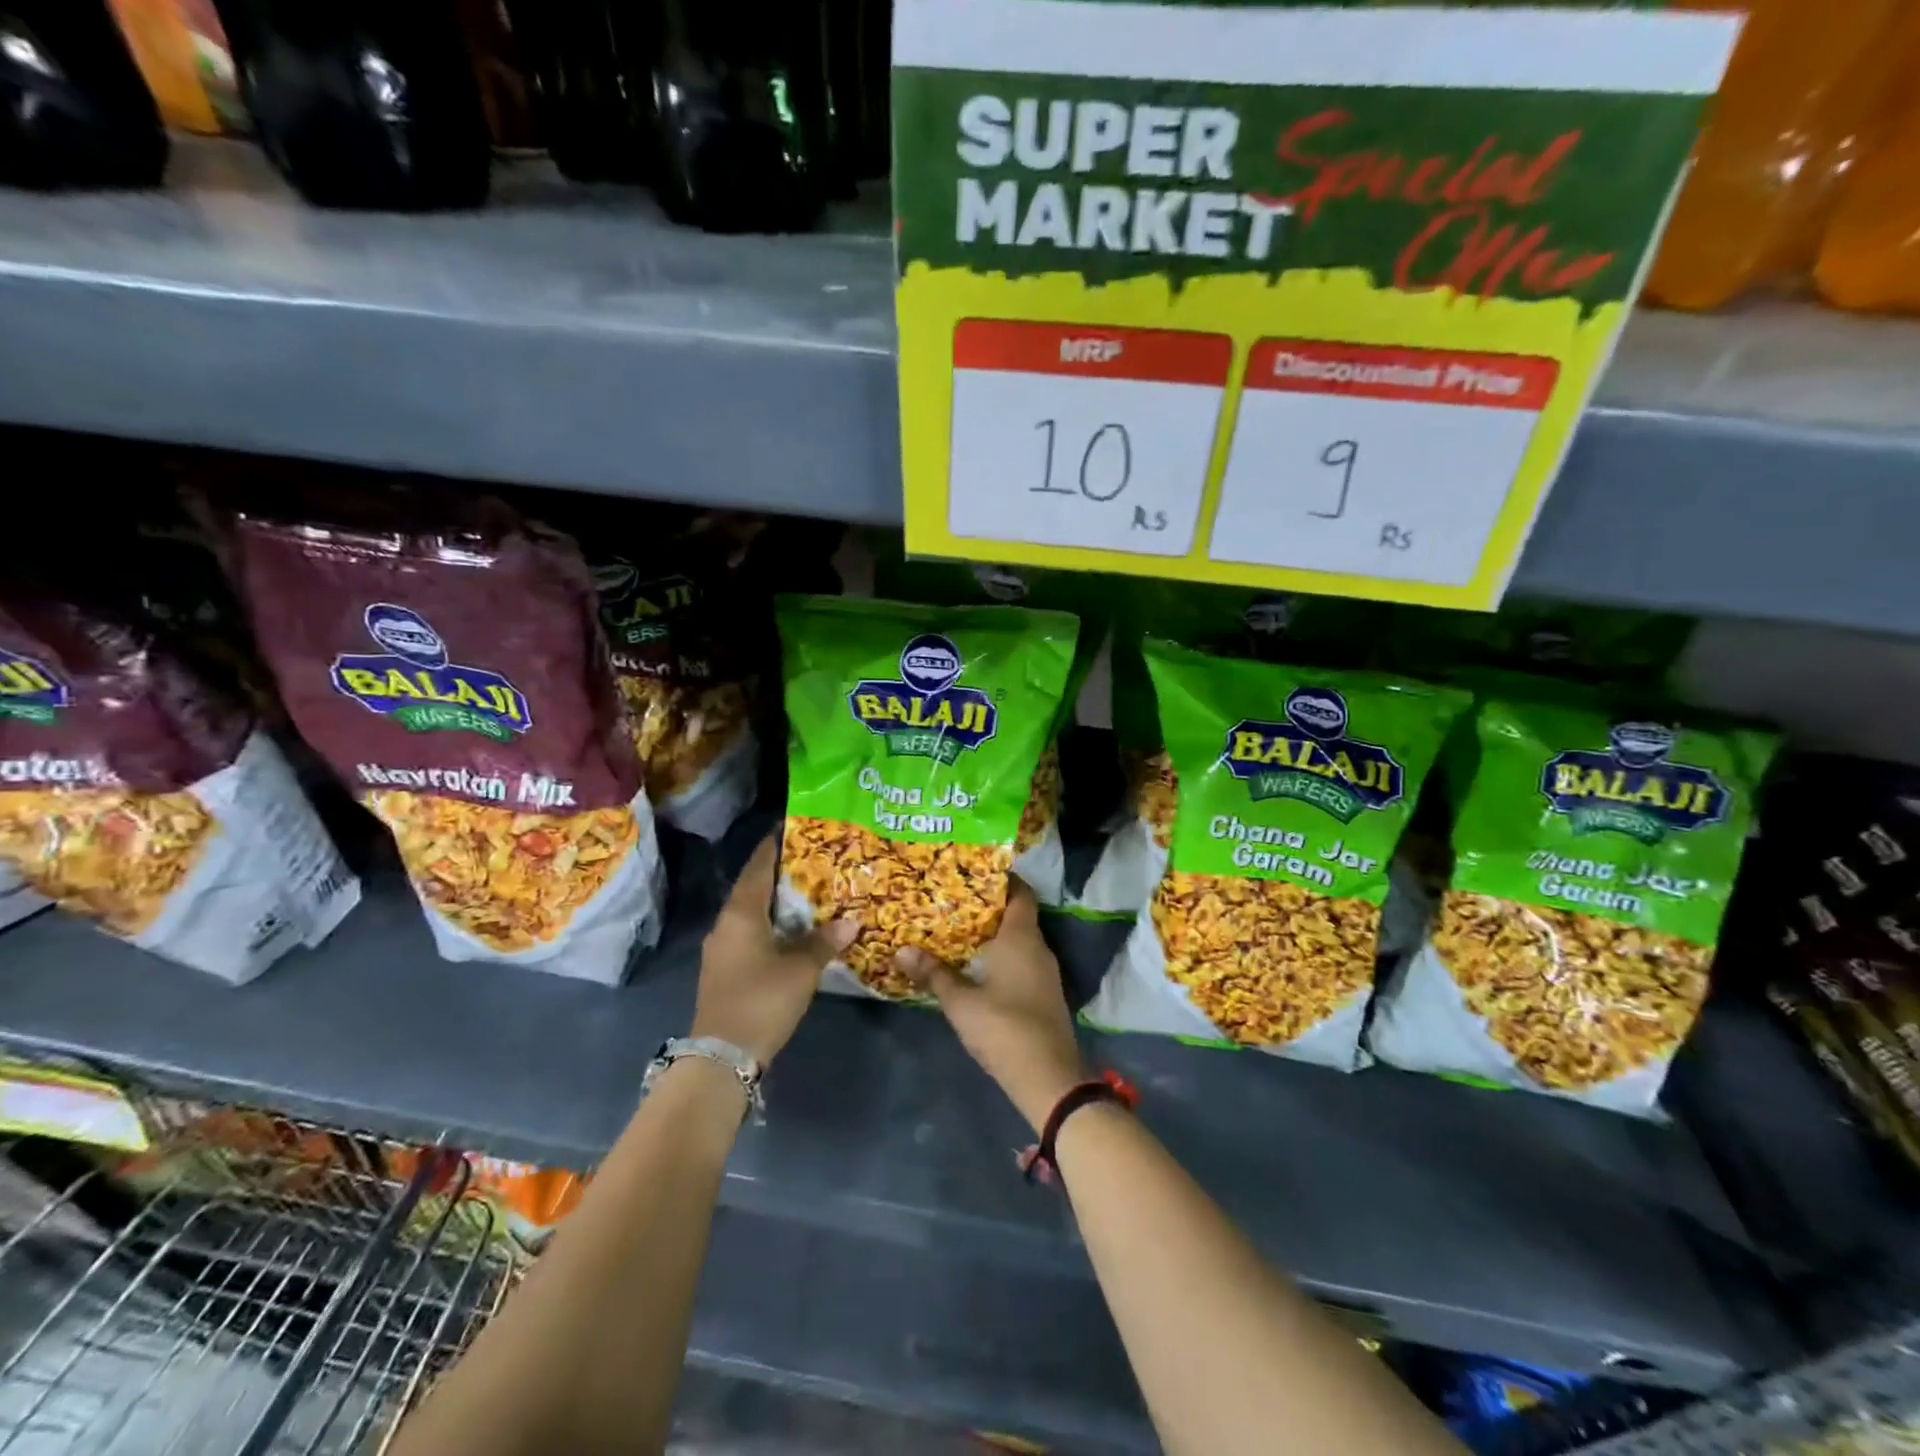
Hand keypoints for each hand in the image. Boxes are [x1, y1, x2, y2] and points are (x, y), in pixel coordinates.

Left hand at [693, 835, 857, 1065]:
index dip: (775, 845)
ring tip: (811, 892)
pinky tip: (795, 930)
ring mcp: (722, 947)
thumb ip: (824, 941)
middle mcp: (727, 923)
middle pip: (755, 887)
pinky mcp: (725, 968)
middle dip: (782, 873)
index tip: (794, 828)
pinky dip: (772, 924)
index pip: (758, 866)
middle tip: (815, 861)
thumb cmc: (762, 1000)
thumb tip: (851, 920)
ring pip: (753, 912)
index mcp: (741, 912)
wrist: (722, 1056)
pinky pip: (751, 932)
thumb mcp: (801, 970)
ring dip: (778, 902)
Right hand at [895, 881, 1086, 1132]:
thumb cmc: (1004, 1027)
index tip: (974, 872)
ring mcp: (1045, 972)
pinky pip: (1022, 961)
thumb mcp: (961, 1002)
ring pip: (1019, 940)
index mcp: (1022, 937)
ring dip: (994, 934)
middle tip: (953, 900)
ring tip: (958, 930)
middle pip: (1017, 915)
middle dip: (988, 907)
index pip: (1020, 893)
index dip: (1002, 879)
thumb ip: (934, 974)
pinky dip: (1002, 956)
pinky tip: (977, 965)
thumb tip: (901, 951)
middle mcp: (1038, 947)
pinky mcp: (1044, 994)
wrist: (1049, 1077)